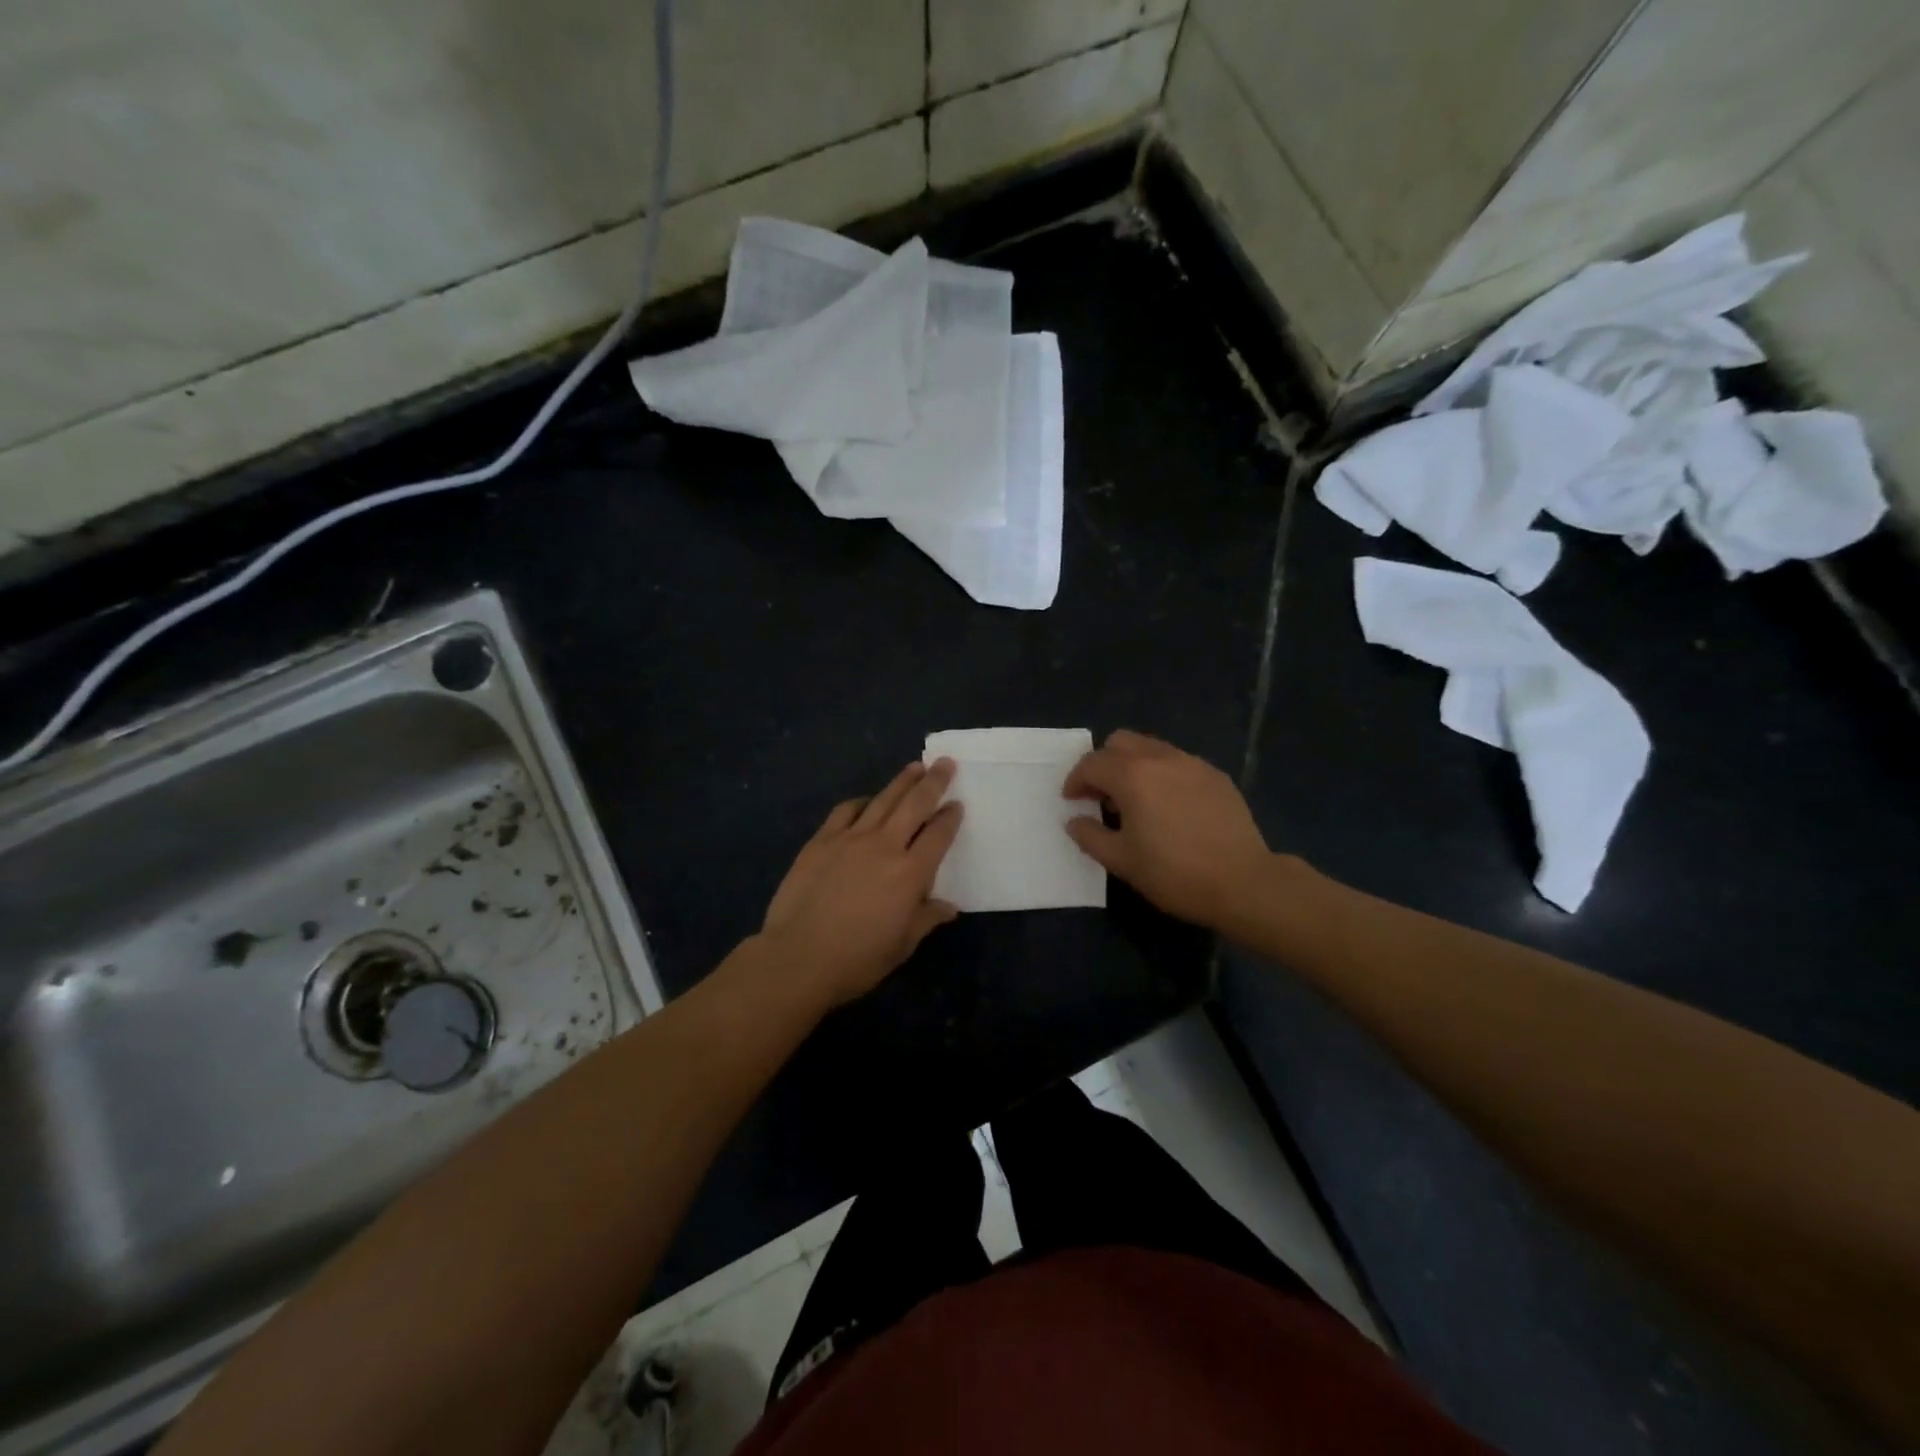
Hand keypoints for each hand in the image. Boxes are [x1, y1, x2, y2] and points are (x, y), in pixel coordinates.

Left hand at [760, 759, 963, 1006]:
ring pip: (882, 800)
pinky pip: (845, 811)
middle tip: (945, 763)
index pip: (938, 835)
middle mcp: (884, 846)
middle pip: (914, 804)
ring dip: (901, 782)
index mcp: (910, 873)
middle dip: (933, 782)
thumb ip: (927, 918)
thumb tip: (948, 906)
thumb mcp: (902, 945)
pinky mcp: (821, 841)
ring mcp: (850, 839)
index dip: (951, 817)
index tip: (958, 804)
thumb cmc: (857, 959)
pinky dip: (861, 801)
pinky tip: (867, 800)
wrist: (798, 958)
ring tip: (914, 767)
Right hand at [1063, 730, 1272, 932]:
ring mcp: (1193, 764)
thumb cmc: (1174, 873)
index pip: (1092, 763)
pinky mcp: (1216, 775)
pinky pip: (1178, 762)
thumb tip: (1074, 820)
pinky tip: (1169, 806)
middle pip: (1120, 742)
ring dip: (1133, 766)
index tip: (1072, 801)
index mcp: (1132, 776)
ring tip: (1135, 800)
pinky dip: (1162, 774)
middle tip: (1101, 795)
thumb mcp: (1121, 861)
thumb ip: (1090, 836)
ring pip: (1151, 748)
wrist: (1243, 883)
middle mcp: (1161, 758)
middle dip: (1104, 763)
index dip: (1075, 781)